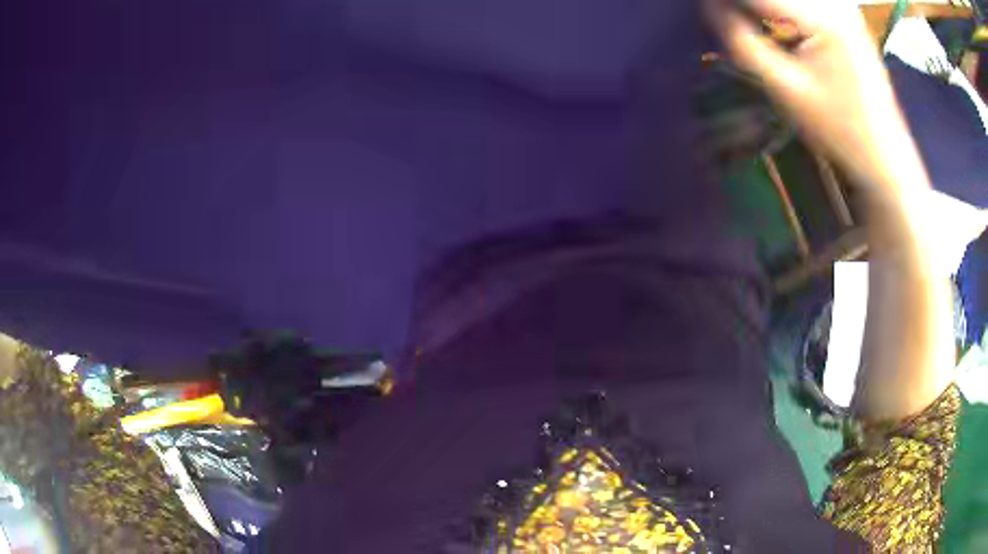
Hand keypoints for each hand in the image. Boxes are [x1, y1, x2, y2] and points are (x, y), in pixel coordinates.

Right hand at [706, 0, 930, 196]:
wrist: (885, 153)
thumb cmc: (839, 130)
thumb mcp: (785, 89)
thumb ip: (741, 41)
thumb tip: (710, 6)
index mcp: (823, 16)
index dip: (724, 1)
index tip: (706, 10)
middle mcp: (834, 1)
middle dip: (745, 6)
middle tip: (726, 20)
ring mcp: (842, 4)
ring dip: (763, 8)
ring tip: (748, 26)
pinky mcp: (845, 11)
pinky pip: (805, 2)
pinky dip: (781, 10)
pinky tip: (776, 26)